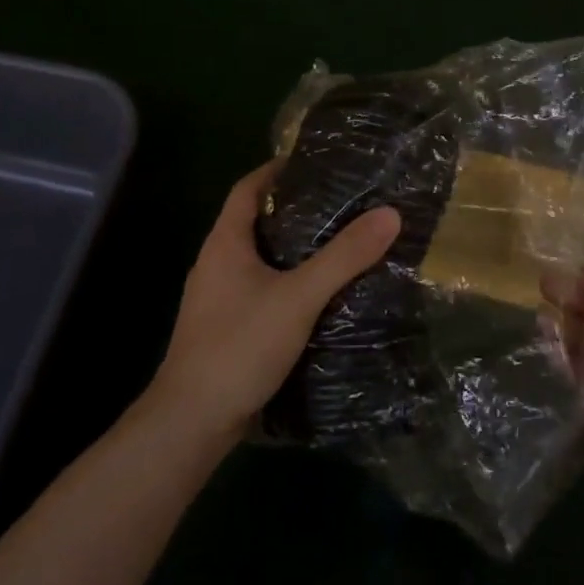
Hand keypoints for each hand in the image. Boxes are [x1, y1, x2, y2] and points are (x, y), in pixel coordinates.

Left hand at [150, 162, 400, 437]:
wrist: (193, 421)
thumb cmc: (240, 345)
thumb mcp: (299, 296)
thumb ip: (344, 256)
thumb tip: (390, 214)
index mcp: (225, 243)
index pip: (248, 188)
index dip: (277, 169)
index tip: (317, 162)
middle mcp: (216, 263)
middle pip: (255, 220)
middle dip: (295, 209)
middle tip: (342, 202)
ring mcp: (218, 298)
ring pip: (260, 258)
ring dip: (294, 248)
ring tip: (340, 242)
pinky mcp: (227, 327)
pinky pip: (261, 288)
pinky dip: (289, 281)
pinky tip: (320, 293)